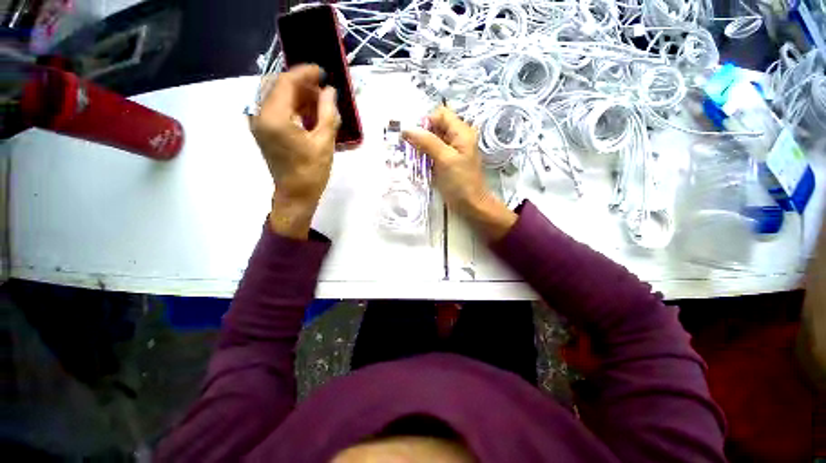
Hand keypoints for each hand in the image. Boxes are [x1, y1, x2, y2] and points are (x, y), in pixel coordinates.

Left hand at [249, 65, 340, 238]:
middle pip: (278, 86)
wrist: (295, 195)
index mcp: (273, 117)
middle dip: (301, 84)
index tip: (322, 71)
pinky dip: (292, 105)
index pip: (286, 82)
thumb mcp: (324, 142)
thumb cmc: (311, 172)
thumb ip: (328, 113)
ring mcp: (258, 122)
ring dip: (297, 94)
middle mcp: (259, 115)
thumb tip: (330, 91)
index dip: (305, 73)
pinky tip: (308, 112)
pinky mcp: (263, 130)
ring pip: (276, 96)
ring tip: (319, 101)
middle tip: (323, 90)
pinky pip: (275, 108)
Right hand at [403, 106, 516, 240]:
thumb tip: (406, 129)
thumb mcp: (445, 159)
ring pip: (432, 141)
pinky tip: (420, 166)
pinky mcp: (447, 162)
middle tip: (412, 150)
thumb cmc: (461, 182)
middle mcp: (457, 138)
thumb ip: (427, 142)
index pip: (440, 114)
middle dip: (421, 136)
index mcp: (461, 132)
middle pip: (435, 127)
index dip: (426, 122)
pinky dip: (425, 157)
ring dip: (421, 148)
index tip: (416, 138)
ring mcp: (452, 151)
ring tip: (415, 159)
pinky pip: (433, 153)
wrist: (471, 204)